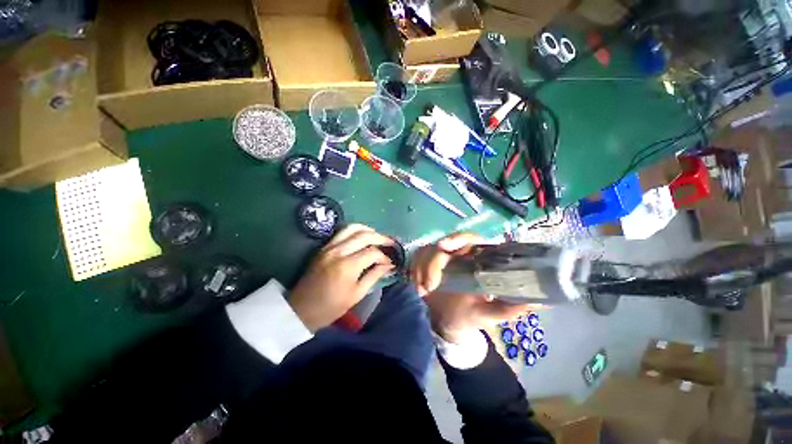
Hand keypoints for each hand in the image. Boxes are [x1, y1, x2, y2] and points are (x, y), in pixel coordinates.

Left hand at [290, 224, 393, 331]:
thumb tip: (388, 265)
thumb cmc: (331, 306)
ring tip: (377, 236)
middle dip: (380, 238)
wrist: (301, 309)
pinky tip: (362, 237)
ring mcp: (329, 247)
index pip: (372, 253)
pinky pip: (342, 232)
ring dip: (368, 230)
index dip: (384, 257)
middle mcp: (339, 251)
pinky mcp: (324, 247)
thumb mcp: (357, 294)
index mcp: (347, 266)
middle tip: (390, 243)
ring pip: (352, 228)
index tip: (389, 263)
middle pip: (364, 236)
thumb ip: (374, 276)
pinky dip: (355, 231)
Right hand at [410, 233, 536, 343]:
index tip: (443, 247)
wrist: (449, 322)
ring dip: (421, 270)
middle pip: (442, 244)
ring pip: (426, 251)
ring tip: (423, 292)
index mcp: (476, 258)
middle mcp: (458, 254)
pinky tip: (417, 286)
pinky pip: (416, 259)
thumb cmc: (471, 315)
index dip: (457, 238)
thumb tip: (541, 302)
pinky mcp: (427, 263)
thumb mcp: (491, 314)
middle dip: (431, 262)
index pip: (469, 238)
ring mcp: (440, 258)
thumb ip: (511, 308)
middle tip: (429, 286)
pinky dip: (414, 271)